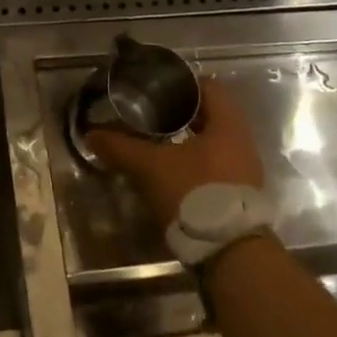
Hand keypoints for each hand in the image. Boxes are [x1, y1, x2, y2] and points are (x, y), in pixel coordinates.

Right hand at [86, 77, 265, 226]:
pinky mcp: (239, 195)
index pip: (210, 87)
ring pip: (213, 142)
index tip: (158, 87)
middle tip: (151, 114)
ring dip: (188, 140)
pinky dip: (195, 162)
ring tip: (157, 142)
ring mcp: (244, 171)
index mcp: (228, 125)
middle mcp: (242, 143)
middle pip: (212, 115)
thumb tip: (91, 135)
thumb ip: (122, 148)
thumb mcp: (151, 167)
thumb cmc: (195, 194)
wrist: (231, 253)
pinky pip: (216, 165)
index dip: (183, 83)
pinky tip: (172, 171)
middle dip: (182, 113)